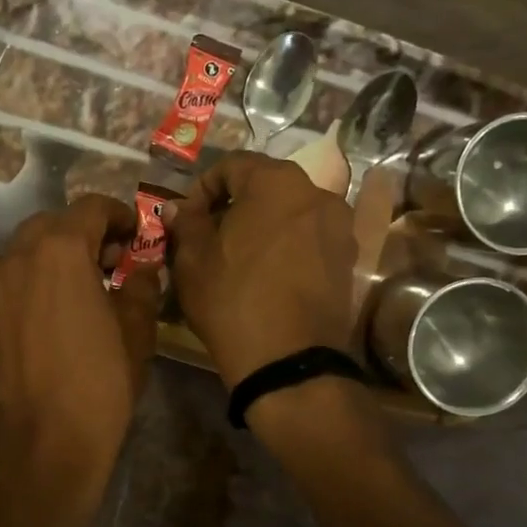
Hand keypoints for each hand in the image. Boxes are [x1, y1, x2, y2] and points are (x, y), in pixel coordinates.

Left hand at [0, 193, 160, 509]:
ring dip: (55, 257)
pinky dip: (35, 283)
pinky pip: (11, 283)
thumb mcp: (136, 331)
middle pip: (52, 224)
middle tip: (110, 262)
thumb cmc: (99, 383)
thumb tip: (140, 271)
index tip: (135, 236)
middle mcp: (19, 258)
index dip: (119, 215)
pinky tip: (54, 317)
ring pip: (26, 252)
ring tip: (83, 289)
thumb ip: (140, 287)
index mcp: (60, 251)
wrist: (42, 443)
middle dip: (83, 233)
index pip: (90, 207)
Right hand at [164, 153, 355, 386]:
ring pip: (290, 212)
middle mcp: (316, 193)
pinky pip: (310, 238)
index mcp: (276, 182)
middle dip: (235, 204)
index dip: (203, 188)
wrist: (288, 361)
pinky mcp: (348, 259)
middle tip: (210, 236)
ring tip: (239, 257)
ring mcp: (339, 227)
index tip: (187, 219)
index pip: (232, 165)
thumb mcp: (193, 260)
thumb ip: (186, 223)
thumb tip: (178, 208)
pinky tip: (268, 275)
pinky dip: (287, 245)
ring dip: (263, 224)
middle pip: (266, 186)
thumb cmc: (232, 299)